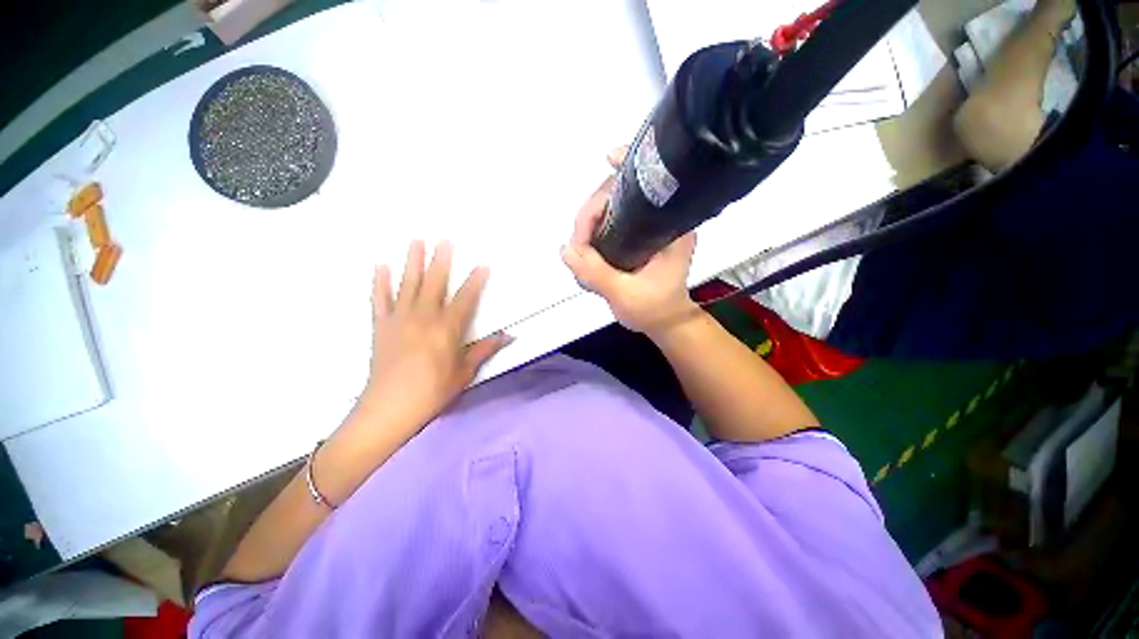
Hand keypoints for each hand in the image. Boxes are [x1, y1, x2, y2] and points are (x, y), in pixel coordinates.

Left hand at [360, 241, 509, 438]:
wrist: (390, 408)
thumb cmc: (433, 392)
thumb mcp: (465, 373)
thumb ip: (484, 350)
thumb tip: (508, 336)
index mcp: (448, 328)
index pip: (466, 298)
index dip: (475, 281)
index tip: (482, 265)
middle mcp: (424, 317)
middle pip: (435, 283)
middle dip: (441, 260)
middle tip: (444, 239)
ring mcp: (400, 319)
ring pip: (408, 284)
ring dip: (412, 261)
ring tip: (416, 241)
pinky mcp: (381, 326)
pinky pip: (379, 299)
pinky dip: (379, 282)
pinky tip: (380, 265)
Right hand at [561, 149, 698, 336]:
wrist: (663, 321)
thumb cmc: (654, 309)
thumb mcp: (626, 295)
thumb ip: (596, 273)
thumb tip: (566, 249)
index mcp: (671, 227)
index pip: (651, 183)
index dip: (629, 166)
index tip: (607, 160)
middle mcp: (660, 219)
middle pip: (619, 193)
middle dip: (591, 212)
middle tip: (578, 245)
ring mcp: (645, 226)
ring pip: (609, 207)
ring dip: (588, 223)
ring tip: (581, 251)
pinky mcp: (633, 235)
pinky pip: (606, 221)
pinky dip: (591, 230)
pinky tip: (585, 248)